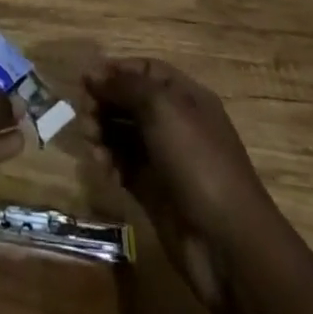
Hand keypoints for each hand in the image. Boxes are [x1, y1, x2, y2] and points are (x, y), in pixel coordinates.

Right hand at [84, 57, 283, 310]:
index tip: (86, 81)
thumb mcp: (161, 108)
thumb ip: (124, 86)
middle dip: (105, 103)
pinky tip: (104, 167)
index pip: (145, 71)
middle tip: (86, 116)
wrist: (227, 242)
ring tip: (92, 143)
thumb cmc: (197, 160)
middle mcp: (175, 124)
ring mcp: (165, 159)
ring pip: (124, 134)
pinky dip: (111, 162)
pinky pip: (125, 166)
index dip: (115, 71)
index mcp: (185, 97)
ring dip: (104, 133)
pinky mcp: (155, 192)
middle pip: (131, 102)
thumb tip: (92, 74)